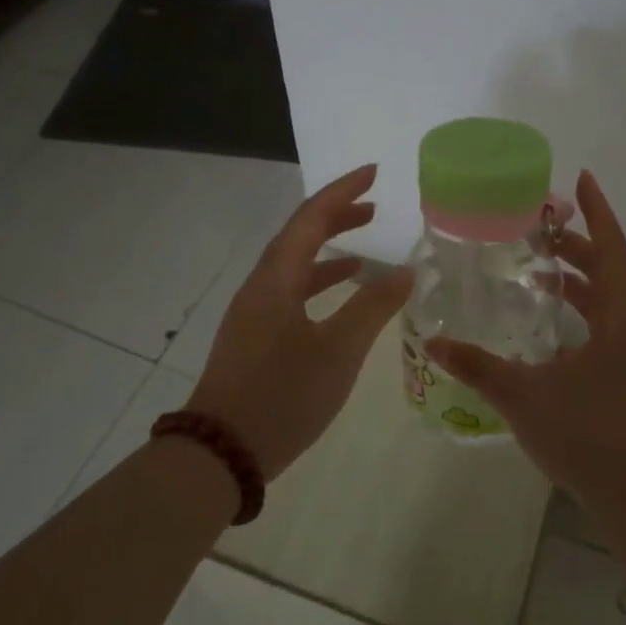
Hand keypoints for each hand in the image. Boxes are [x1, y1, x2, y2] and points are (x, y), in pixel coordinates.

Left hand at [190, 164, 413, 478]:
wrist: (221, 452)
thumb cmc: (282, 396)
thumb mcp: (338, 351)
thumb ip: (373, 307)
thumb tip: (405, 270)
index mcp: (276, 279)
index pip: (310, 218)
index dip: (342, 192)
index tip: (374, 172)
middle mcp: (260, 287)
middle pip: (298, 236)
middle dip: (335, 216)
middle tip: (374, 206)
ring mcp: (253, 313)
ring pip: (293, 266)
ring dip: (327, 250)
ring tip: (364, 247)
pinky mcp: (253, 338)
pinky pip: (290, 293)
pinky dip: (318, 284)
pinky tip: (340, 298)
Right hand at [425, 170, 625, 514]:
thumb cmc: (585, 436)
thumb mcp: (523, 396)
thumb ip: (477, 367)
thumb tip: (434, 342)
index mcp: (620, 321)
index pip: (612, 251)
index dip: (598, 213)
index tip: (582, 179)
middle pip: (610, 270)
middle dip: (578, 243)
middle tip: (539, 226)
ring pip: (608, 299)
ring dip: (580, 277)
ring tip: (540, 265)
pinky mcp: (625, 375)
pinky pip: (604, 323)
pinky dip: (580, 308)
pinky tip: (548, 322)